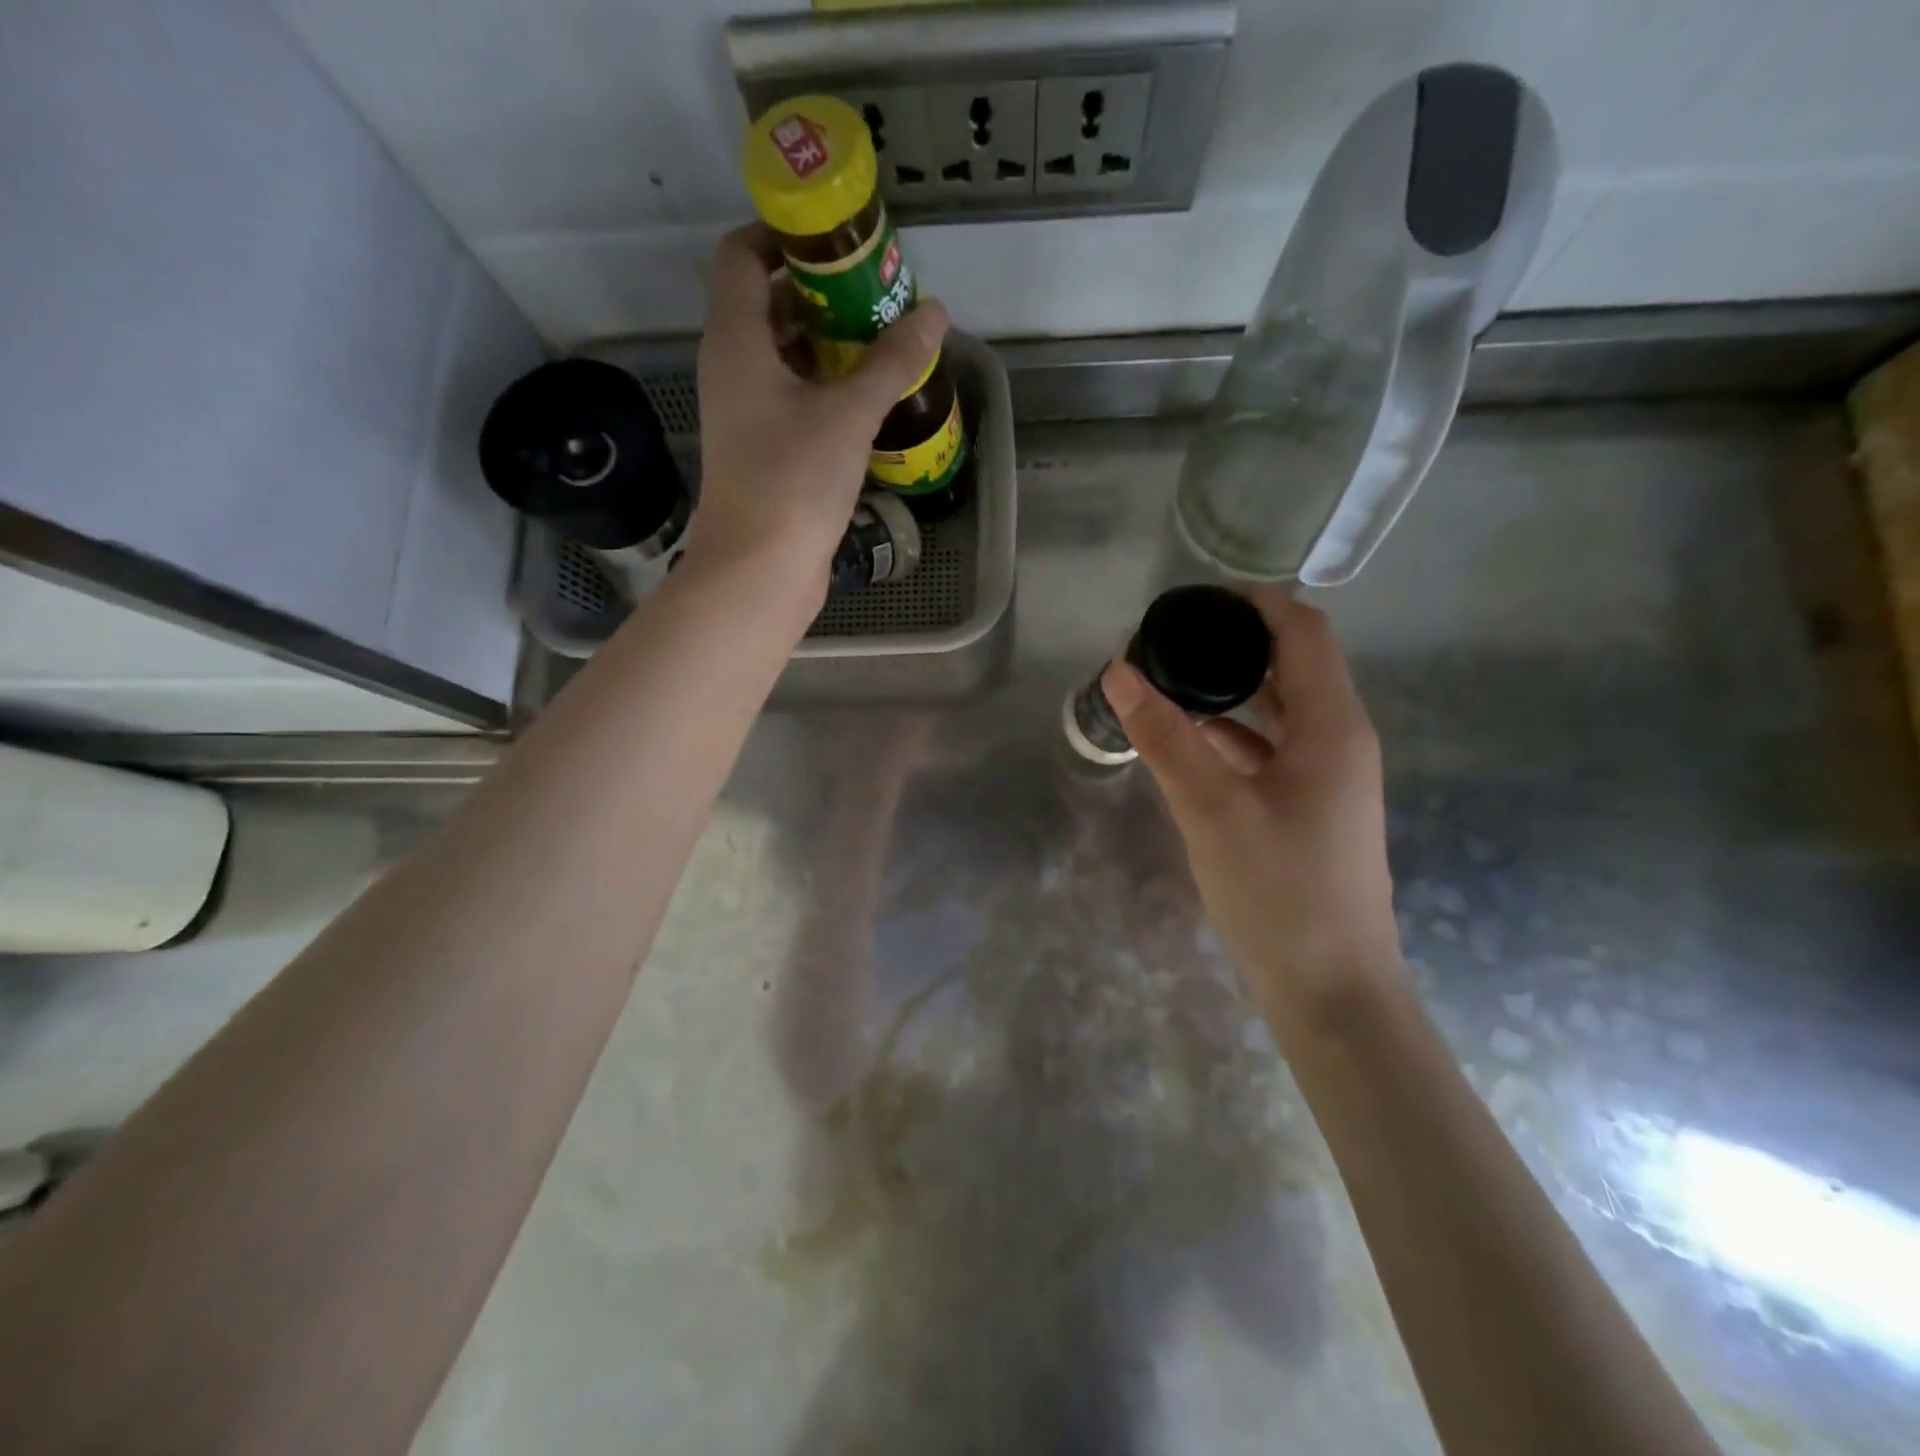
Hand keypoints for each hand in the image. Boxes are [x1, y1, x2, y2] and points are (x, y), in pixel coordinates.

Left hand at [690, 224, 948, 590]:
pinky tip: (868, 399)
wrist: (759, 570)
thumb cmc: (793, 480)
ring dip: (828, 345)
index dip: (783, 236)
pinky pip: (792, 399)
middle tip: (876, 295)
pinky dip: (825, 388)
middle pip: (767, 305)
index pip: (742, 256)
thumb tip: (934, 314)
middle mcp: (732, 368)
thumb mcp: (849, 413)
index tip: (838, 241)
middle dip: (819, 293)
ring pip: (783, 358)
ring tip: (882, 343)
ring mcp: (745, 414)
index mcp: (736, 340)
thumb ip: (891, 360)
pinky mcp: (763, 452)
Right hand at [1101, 593, 1404, 1027]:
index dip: (1253, 601)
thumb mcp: (1210, 809)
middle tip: (1170, 639)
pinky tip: (1189, 743)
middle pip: (1294, 664)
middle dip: (1235, 643)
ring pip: (1281, 710)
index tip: (1192, 598)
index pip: (1302, 630)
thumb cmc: (1278, 893)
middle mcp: (1340, 740)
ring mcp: (1329, 777)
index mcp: (1332, 726)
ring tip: (1170, 682)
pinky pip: (1272, 749)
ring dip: (1232, 690)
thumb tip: (1118, 672)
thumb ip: (1164, 737)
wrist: (1330, 990)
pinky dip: (1233, 734)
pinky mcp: (1311, 808)